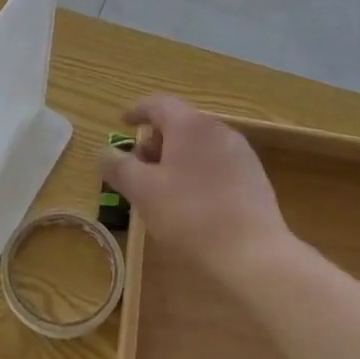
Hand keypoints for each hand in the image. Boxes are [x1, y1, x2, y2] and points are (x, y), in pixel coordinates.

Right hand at [99, 95, 292, 283]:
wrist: (254, 254)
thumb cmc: (190, 216)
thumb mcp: (142, 191)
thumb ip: (118, 166)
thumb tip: (105, 153)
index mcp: (189, 125)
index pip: (158, 104)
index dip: (136, 111)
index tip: (122, 122)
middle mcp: (217, 129)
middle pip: (179, 123)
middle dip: (155, 140)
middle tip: (139, 167)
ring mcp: (240, 153)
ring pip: (199, 144)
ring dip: (176, 157)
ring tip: (163, 188)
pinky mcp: (254, 177)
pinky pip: (217, 163)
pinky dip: (198, 171)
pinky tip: (193, 202)